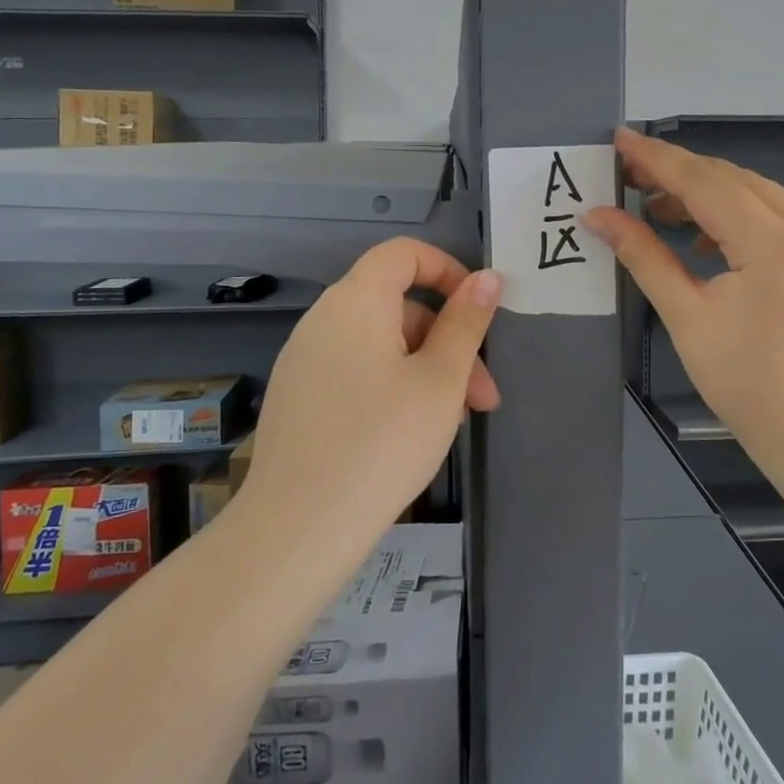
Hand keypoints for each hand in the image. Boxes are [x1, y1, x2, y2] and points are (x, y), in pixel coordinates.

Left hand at [242, 238, 502, 537]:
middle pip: (396, 305)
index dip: (446, 270)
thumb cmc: (382, 442)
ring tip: (452, 423)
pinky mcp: (295, 397)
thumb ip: (466, 322)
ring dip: (424, 369)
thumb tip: (487, 278)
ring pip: (379, 344)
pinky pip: (353, 371)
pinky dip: (389, 385)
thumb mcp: (441, 380)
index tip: (478, 310)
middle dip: (447, 341)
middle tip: (481, 396)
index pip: (403, 253)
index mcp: (355, 301)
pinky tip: (407, 435)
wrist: (296, 529)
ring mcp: (303, 360)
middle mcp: (322, 319)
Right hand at [585, 128, 783, 451]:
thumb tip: (598, 216)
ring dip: (704, 190)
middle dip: (676, 171)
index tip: (617, 140)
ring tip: (655, 207)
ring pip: (753, 191)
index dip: (656, 159)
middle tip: (626, 174)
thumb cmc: (747, 384)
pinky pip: (772, 213)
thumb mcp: (686, 316)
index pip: (703, 182)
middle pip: (730, 178)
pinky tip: (701, 237)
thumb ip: (643, 256)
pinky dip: (732, 212)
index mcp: (771, 243)